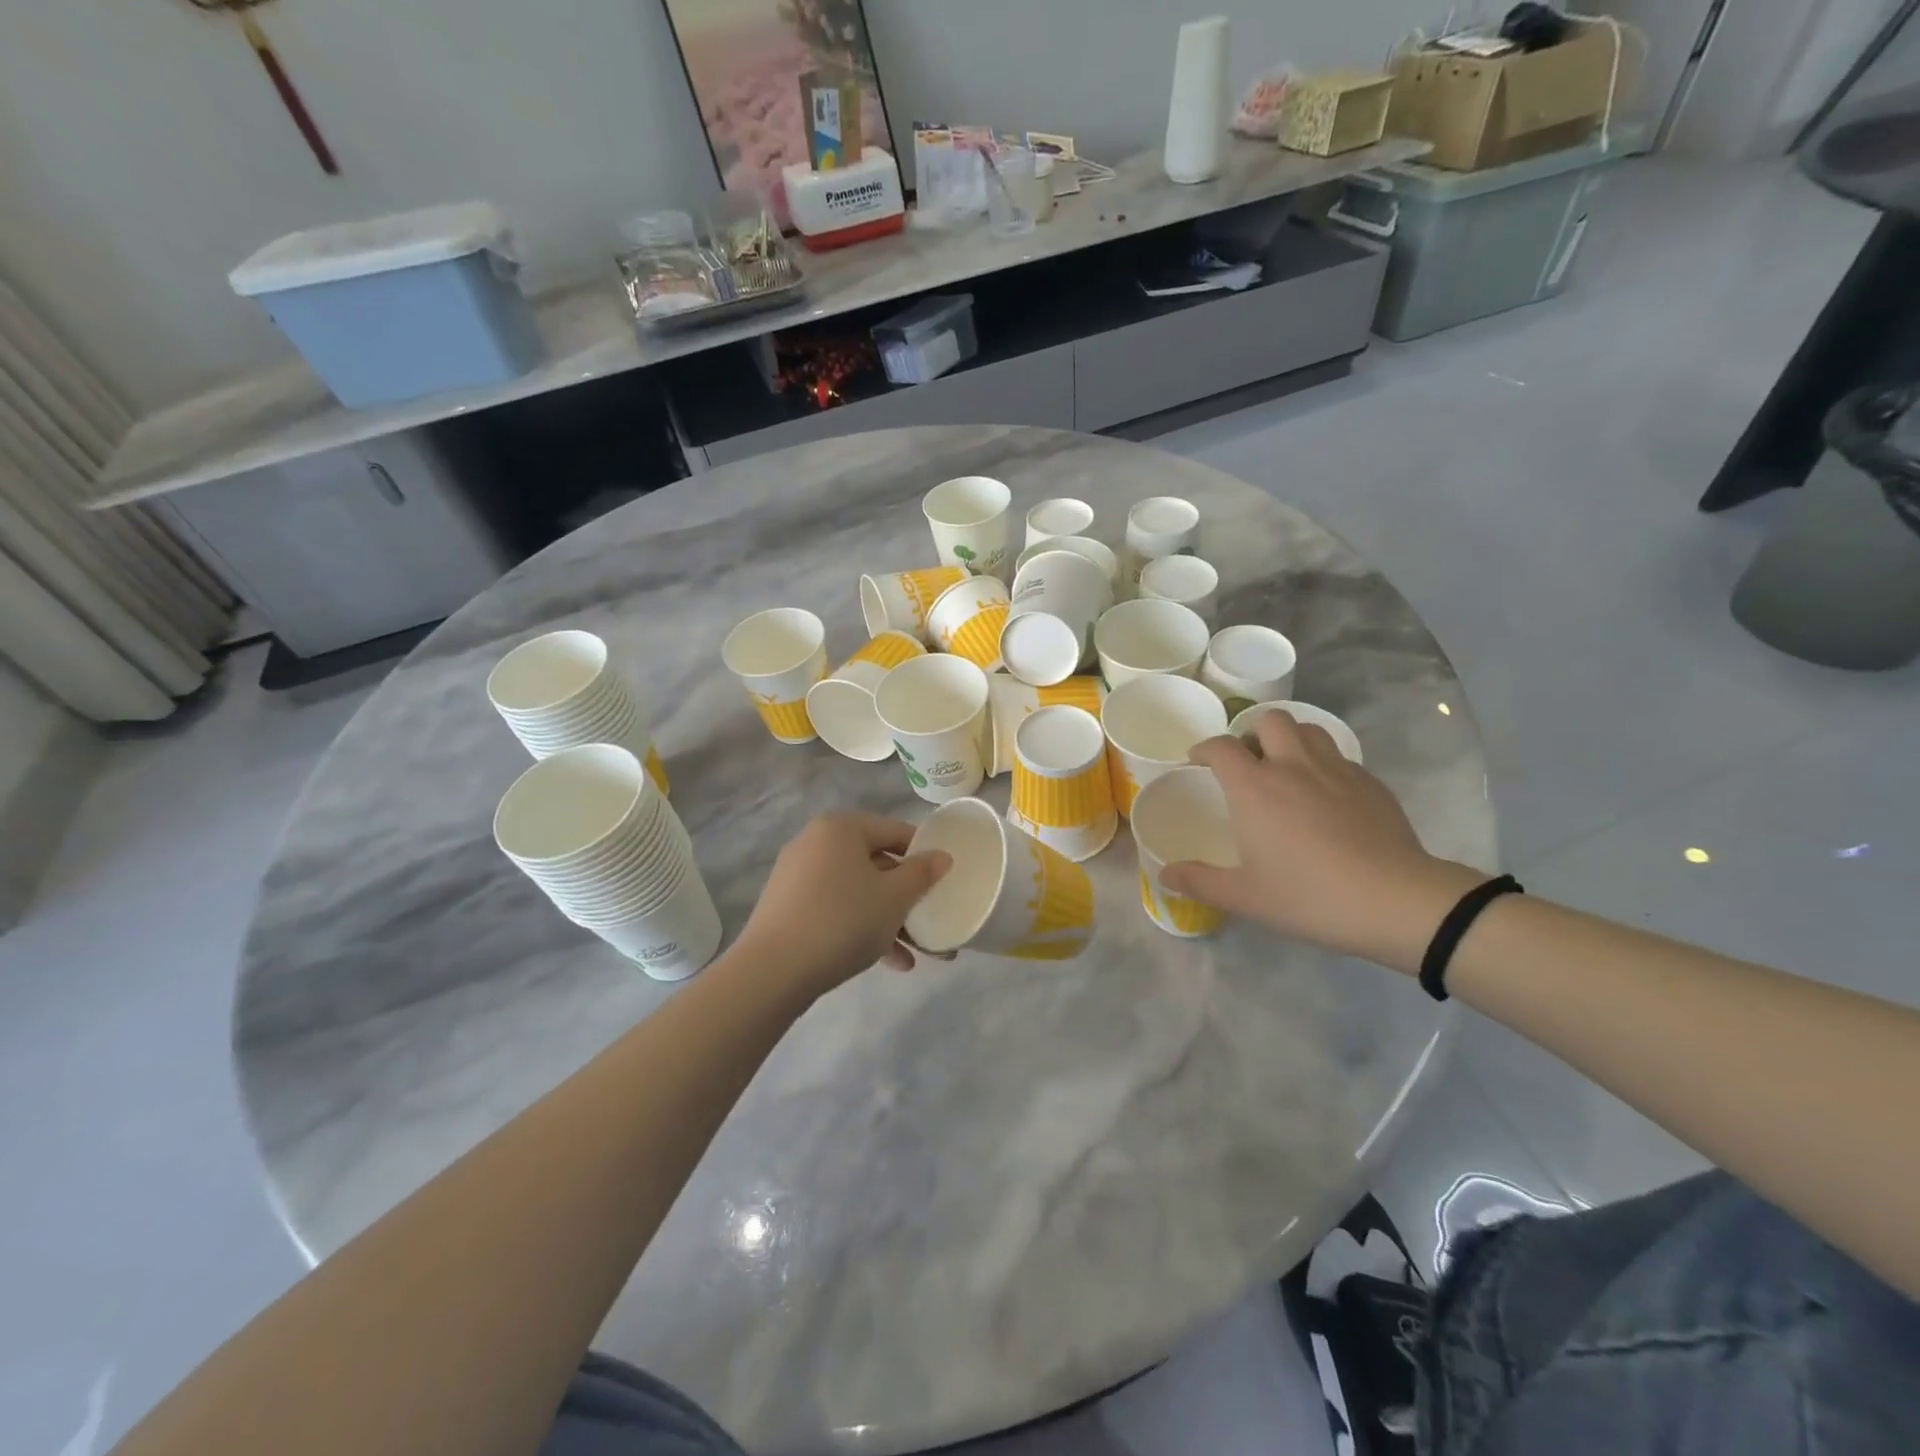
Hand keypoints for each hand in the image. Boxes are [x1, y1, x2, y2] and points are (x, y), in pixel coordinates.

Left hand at [736, 812, 952, 998]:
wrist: (773, 971)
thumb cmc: (843, 921)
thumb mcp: (894, 898)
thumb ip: (922, 874)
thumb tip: (942, 856)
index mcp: (841, 828)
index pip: (895, 831)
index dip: (924, 854)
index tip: (943, 881)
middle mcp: (816, 842)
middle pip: (876, 864)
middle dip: (906, 898)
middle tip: (930, 921)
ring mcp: (797, 875)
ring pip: (857, 891)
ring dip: (888, 920)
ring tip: (915, 955)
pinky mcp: (787, 906)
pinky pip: (835, 908)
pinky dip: (860, 927)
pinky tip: (887, 962)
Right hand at [1161, 715, 1487, 973]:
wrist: (1395, 901)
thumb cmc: (1309, 895)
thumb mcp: (1245, 896)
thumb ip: (1199, 881)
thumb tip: (1165, 875)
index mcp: (1255, 787)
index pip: (1221, 747)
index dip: (1204, 749)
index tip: (1197, 761)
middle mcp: (1292, 765)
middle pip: (1269, 720)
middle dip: (1252, 732)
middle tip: (1247, 760)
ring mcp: (1337, 770)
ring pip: (1308, 729)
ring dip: (1290, 739)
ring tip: (1285, 766)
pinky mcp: (1370, 782)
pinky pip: (1339, 756)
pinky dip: (1323, 763)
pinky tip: (1326, 795)